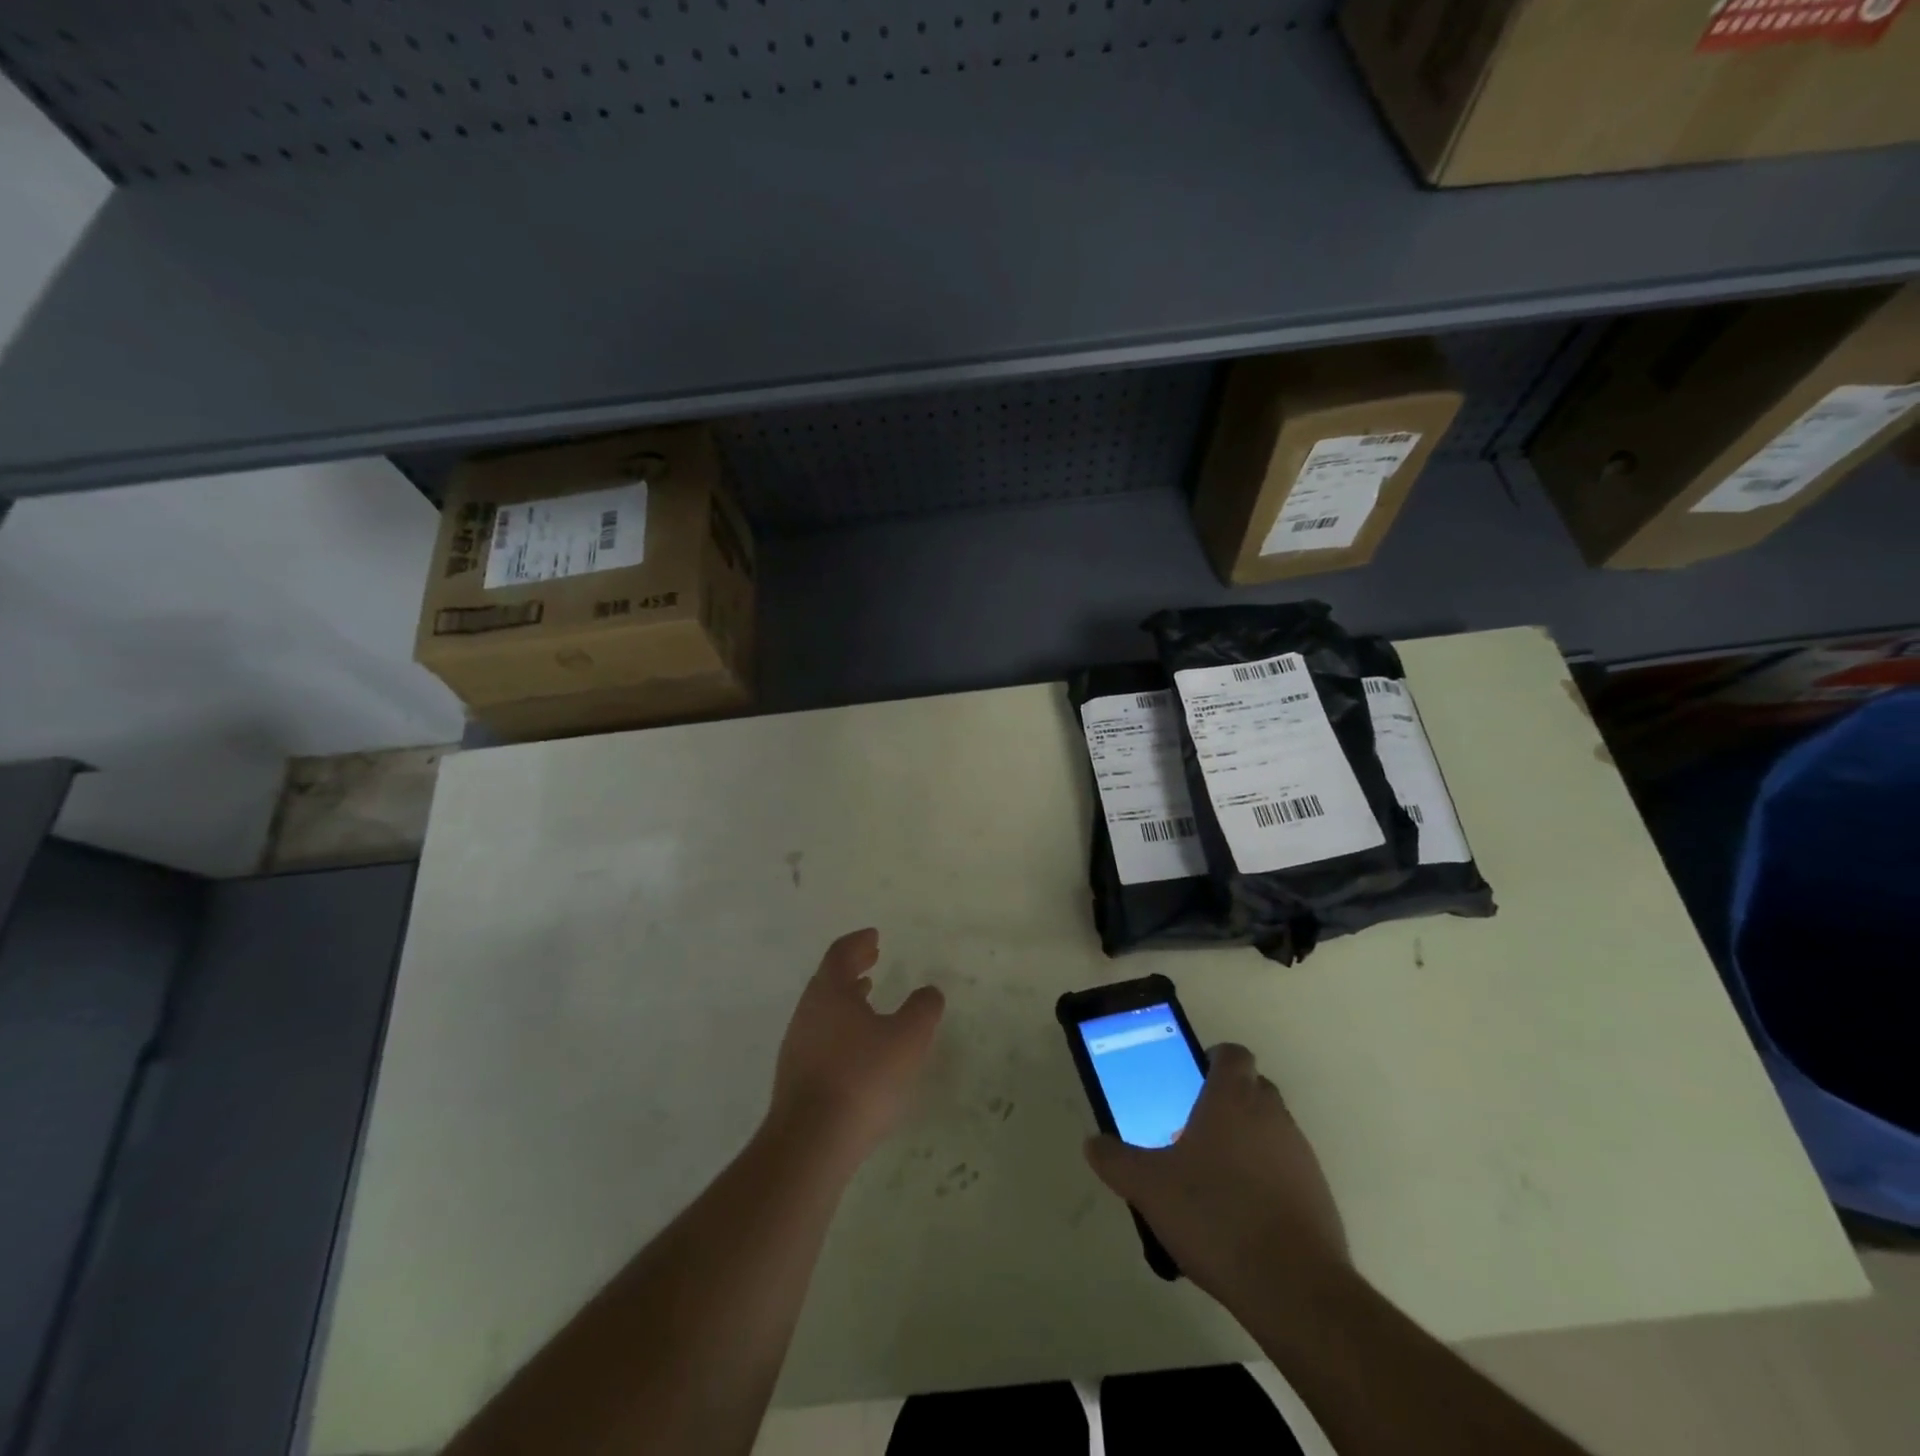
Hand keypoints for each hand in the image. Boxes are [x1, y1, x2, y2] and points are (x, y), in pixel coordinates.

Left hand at [769, 929, 944, 1168]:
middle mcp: (807, 1011)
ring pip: (823, 1009)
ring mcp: (797, 1045)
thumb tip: (929, 992)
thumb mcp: (907, 1039)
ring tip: (868, 999)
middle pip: (828, 979)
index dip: (858, 942)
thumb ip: (922, 1009)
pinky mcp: (796, 1077)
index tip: (874, 936)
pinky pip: (821, 1036)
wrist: (811, 1142)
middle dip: (852, 967)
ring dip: (846, 999)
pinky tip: (858, 1048)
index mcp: (830, 991)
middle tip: (872, 959)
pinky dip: (840, 1027)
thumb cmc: (862, 1078)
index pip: (840, 953)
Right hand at [1084, 1043, 1346, 1306]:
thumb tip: (1093, 1143)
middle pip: (1253, 1088)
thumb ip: (1116, 1160)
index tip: (1190, 1081)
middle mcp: (1272, 1115)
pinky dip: (1267, 1179)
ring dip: (1248, 1141)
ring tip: (1214, 1178)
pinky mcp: (1319, 1196)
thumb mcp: (1148, 1187)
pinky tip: (1242, 1216)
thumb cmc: (1214, 1214)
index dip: (1213, 1059)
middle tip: (1194, 1129)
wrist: (1293, 1287)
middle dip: (1227, 1100)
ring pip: (1271, 1129)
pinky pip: (1287, 1170)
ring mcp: (1301, 1155)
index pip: (1232, 1054)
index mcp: (1233, 1098)